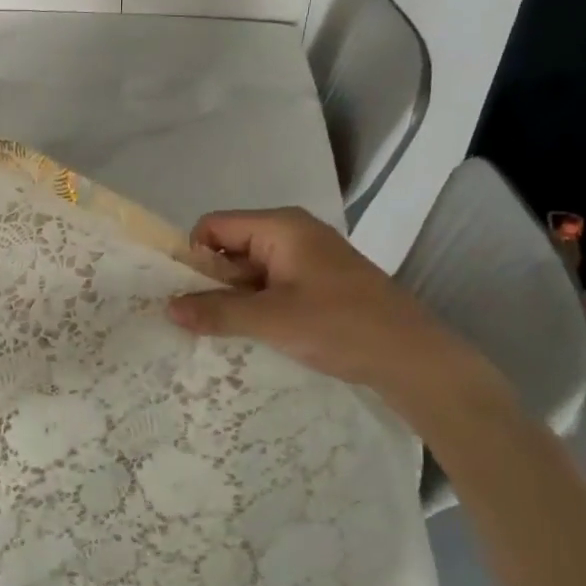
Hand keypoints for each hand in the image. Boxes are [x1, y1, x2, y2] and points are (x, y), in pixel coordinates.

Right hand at [166, 208, 509, 413]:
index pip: (213, 226)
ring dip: (234, 298)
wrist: (417, 360)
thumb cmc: (342, 326)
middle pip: (230, 246)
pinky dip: (257, 306)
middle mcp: (292, 233)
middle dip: (211, 281)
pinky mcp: (319, 284)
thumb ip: (217, 312)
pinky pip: (271, 285)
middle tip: (199, 318)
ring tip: (222, 331)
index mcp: (280, 227)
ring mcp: (308, 259)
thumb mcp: (272, 320)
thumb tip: (168, 308)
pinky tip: (253, 334)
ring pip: (250, 270)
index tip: (185, 294)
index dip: (193, 256)